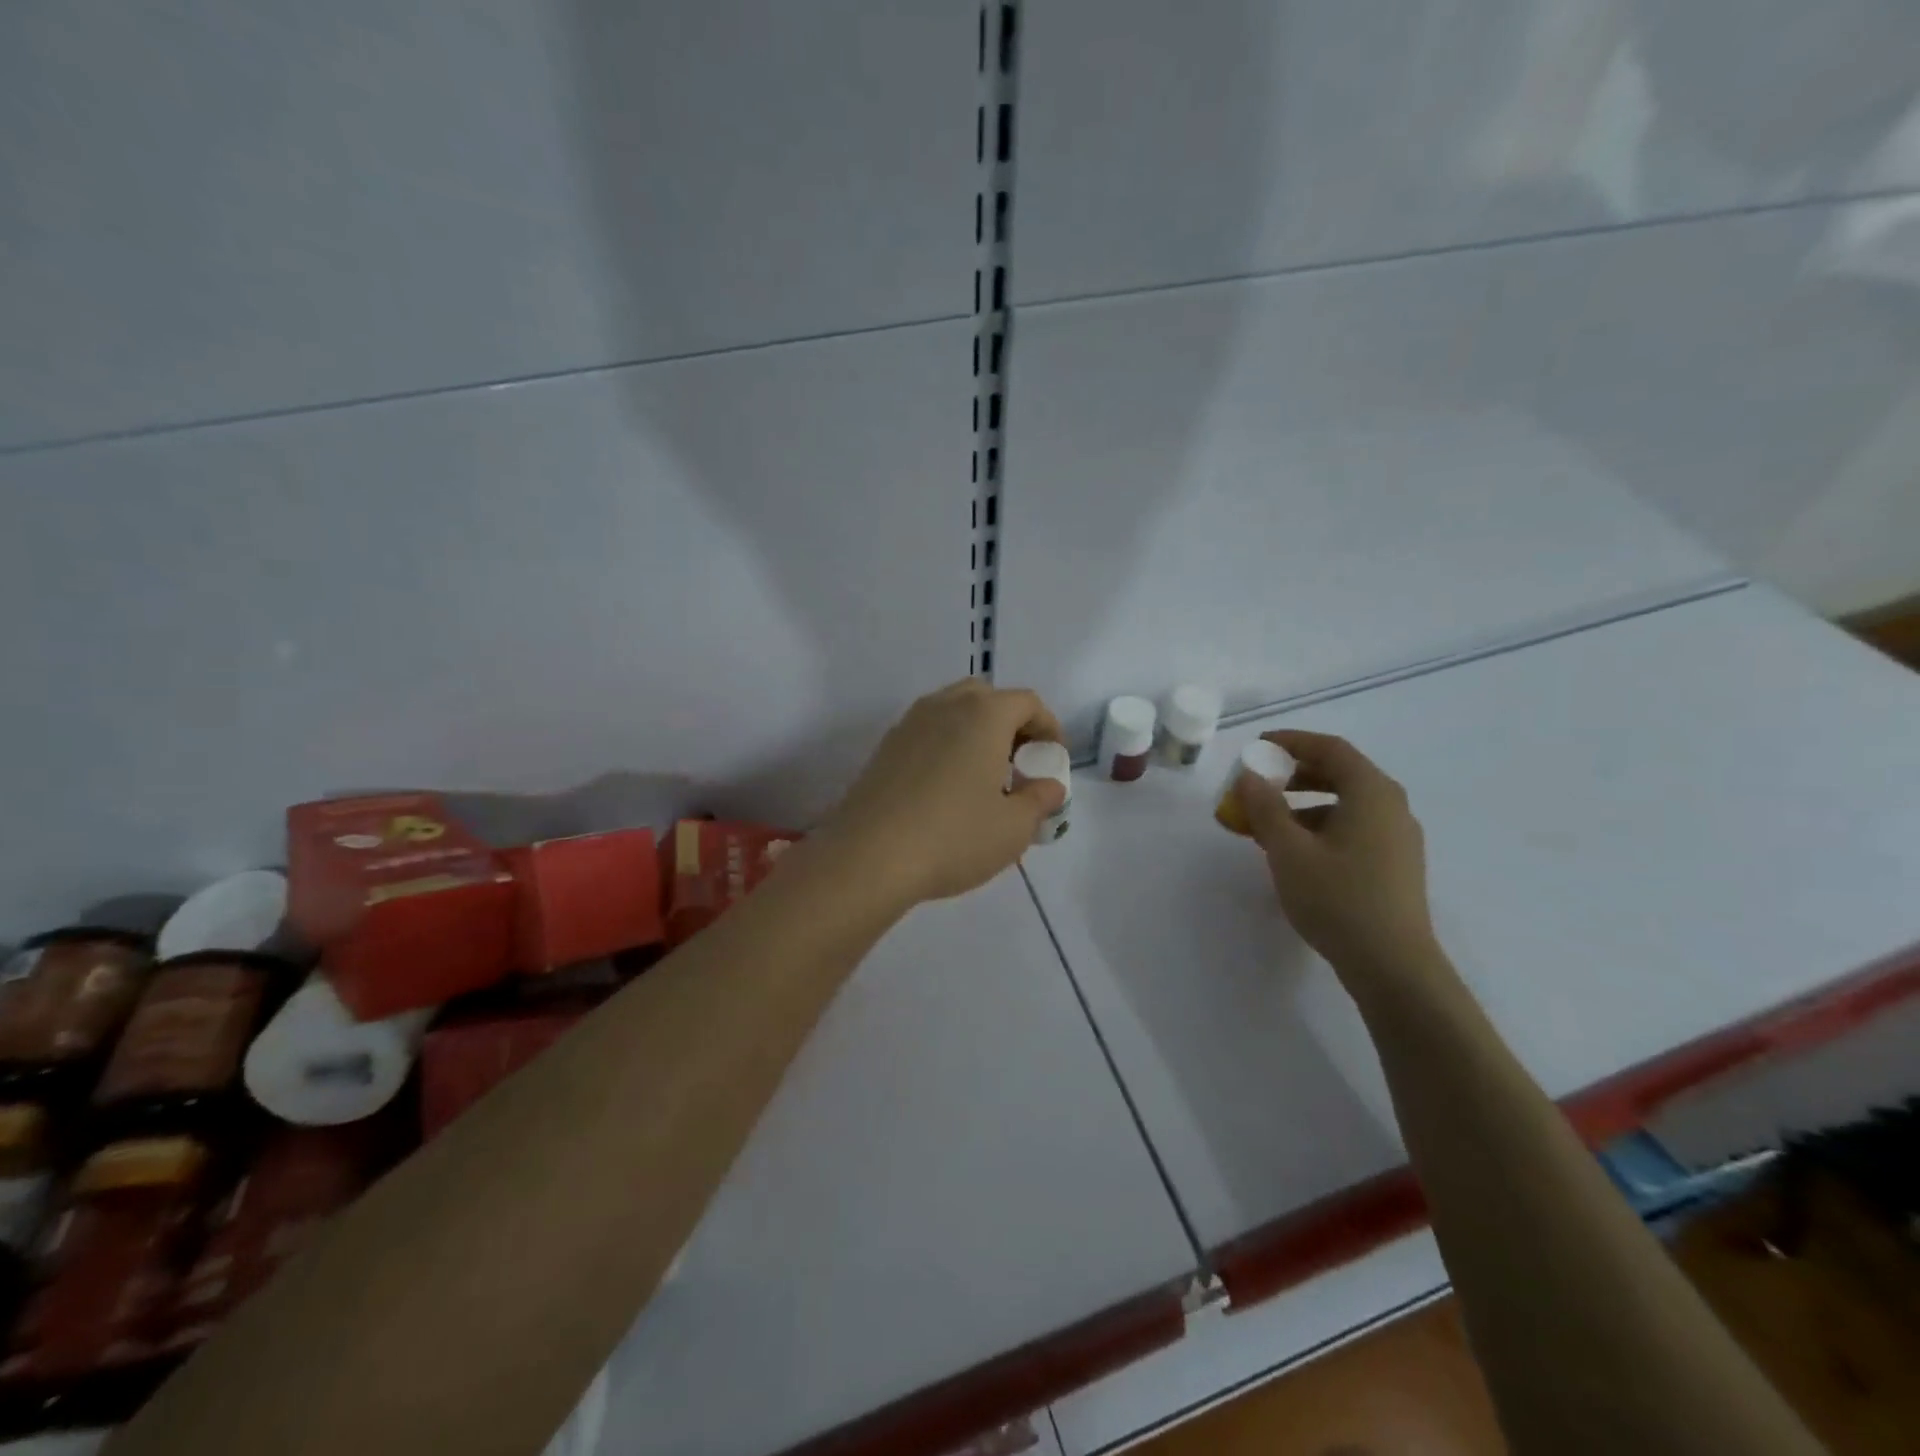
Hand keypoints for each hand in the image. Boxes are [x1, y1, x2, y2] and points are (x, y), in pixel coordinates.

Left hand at [816, 680, 1066, 907]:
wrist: (868, 857)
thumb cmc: (953, 837)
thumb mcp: (1013, 827)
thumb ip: (1039, 800)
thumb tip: (1049, 786)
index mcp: (983, 714)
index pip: (1027, 702)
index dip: (1048, 726)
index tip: (1052, 758)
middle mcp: (944, 706)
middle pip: (986, 697)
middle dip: (1009, 722)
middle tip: (1019, 761)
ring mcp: (908, 725)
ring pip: (952, 711)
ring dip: (975, 732)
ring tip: (984, 775)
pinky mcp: (884, 749)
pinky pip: (927, 733)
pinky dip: (946, 745)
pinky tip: (948, 788)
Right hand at [1235, 730, 1445, 996]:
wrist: (1393, 966)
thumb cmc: (1338, 899)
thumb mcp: (1288, 850)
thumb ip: (1265, 808)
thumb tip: (1249, 776)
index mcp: (1372, 793)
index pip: (1330, 749)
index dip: (1292, 742)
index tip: (1258, 746)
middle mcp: (1392, 807)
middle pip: (1340, 773)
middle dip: (1294, 774)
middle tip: (1259, 783)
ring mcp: (1398, 838)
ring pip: (1346, 803)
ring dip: (1304, 804)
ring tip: (1268, 823)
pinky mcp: (1395, 865)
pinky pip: (1353, 828)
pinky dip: (1321, 826)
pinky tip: (1296, 852)